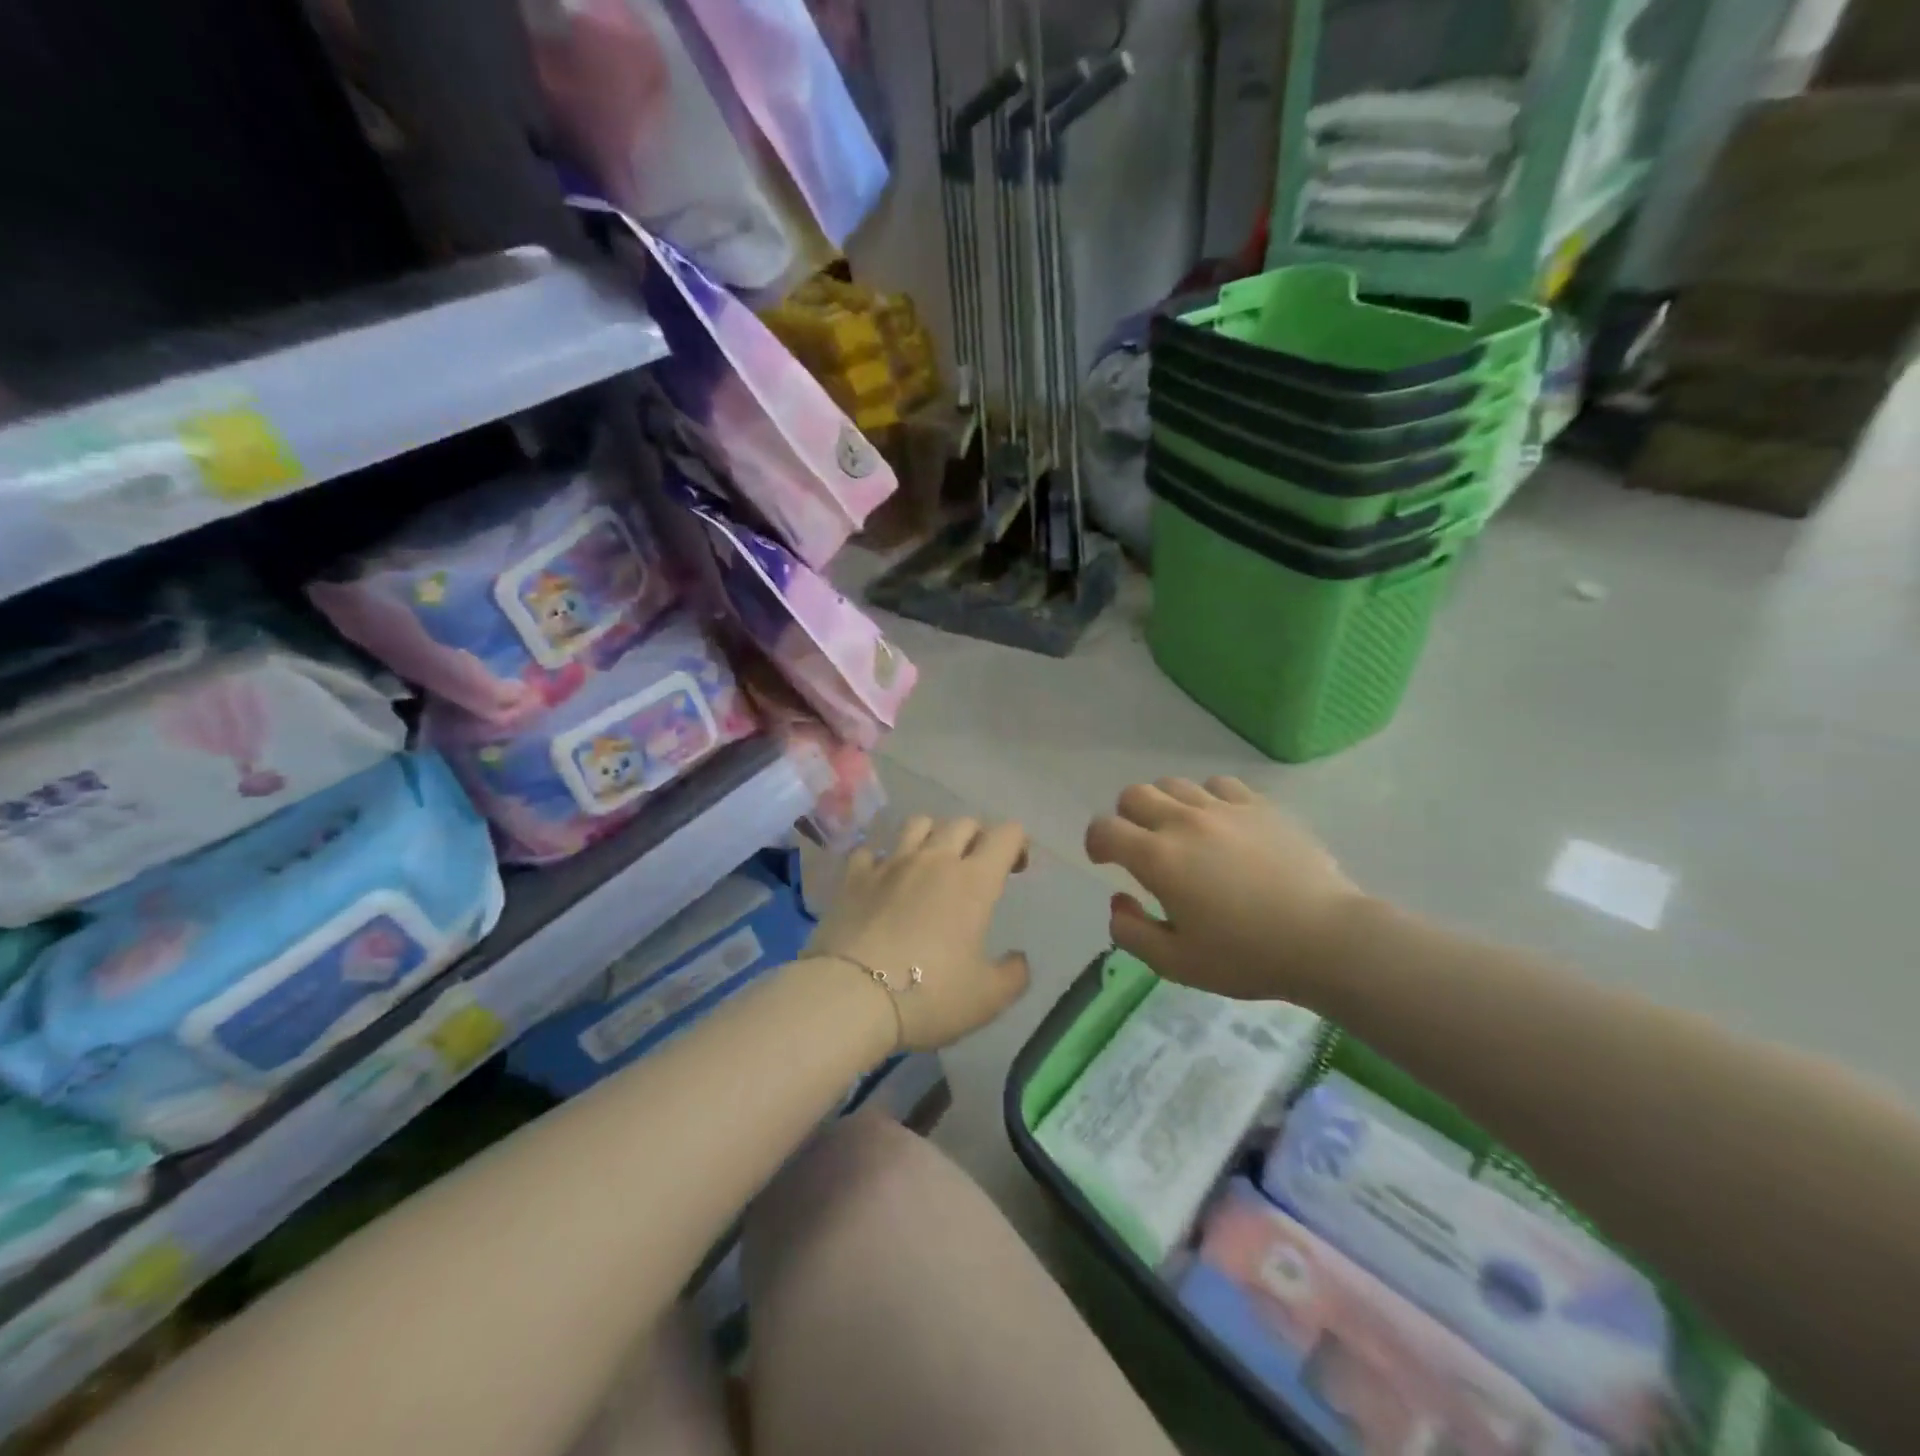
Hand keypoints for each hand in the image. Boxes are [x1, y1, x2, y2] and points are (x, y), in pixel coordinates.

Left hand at [805, 815, 1031, 1051]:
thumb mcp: (987, 998)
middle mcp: (934, 860)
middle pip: (963, 822)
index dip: (1017, 843)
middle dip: (978, 837)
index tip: (1016, 868)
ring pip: (918, 823)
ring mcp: (890, 864)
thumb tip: (1019, 959)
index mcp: (974, 881)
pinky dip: (882, 859)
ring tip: (932, 861)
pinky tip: (882, 879)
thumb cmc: (929, 996)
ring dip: (932, 834)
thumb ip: (1013, 975)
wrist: (851, 997)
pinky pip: (871, 850)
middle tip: (977, 867)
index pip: (1006, 834)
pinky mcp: (853, 877)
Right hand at [1084, 777, 1360, 1002]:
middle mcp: (1183, 822)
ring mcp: (1224, 808)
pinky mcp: (1259, 805)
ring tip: (1180, 833)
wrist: (1327, 939)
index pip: (1104, 829)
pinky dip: (1207, 798)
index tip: (1104, 860)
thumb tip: (1118, 900)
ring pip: (1174, 784)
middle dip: (1126, 818)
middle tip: (1141, 846)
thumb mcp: (1176, 964)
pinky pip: (1218, 784)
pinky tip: (1220, 823)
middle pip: (1134, 795)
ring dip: (1164, 806)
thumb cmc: (1247, 956)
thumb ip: (1132, 932)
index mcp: (1158, 858)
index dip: (1095, 842)